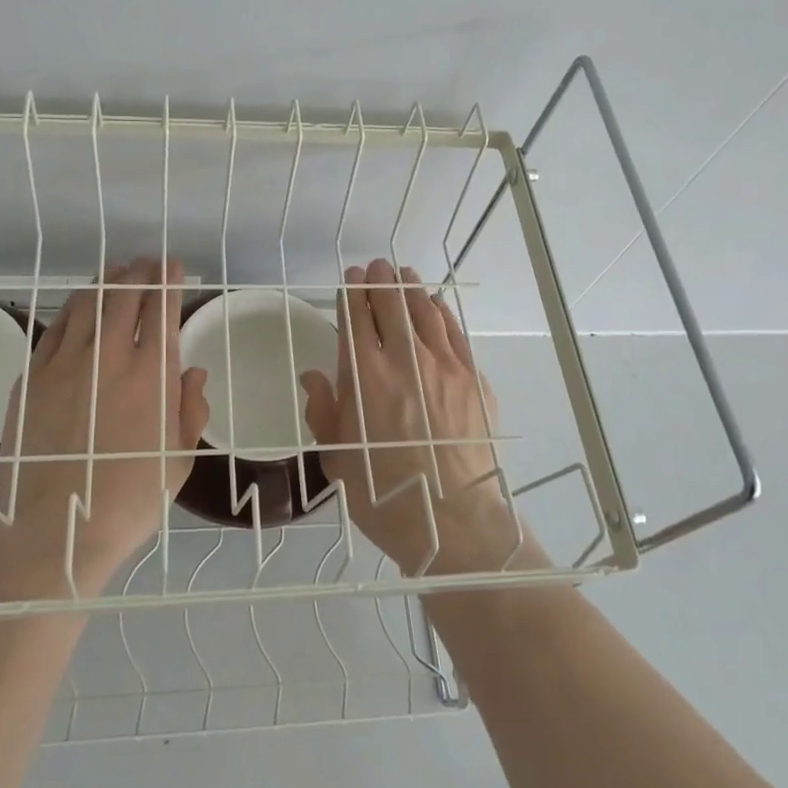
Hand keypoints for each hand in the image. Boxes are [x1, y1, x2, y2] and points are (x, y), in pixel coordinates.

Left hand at [0, 257, 206, 598]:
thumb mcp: (179, 460)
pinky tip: (79, 306)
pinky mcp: (32, 378)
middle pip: (124, 295)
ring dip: (105, 282)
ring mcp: (65, 364)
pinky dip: (72, 308)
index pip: (162, 308)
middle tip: (146, 263)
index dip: (168, 280)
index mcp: (152, 374)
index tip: (172, 266)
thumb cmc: (130, 498)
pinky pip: (55, 328)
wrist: (59, 529)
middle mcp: (108, 357)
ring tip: (114, 273)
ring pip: (87, 303)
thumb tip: (194, 373)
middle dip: (139, 272)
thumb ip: (191, 410)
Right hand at [300, 259, 529, 575]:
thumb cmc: (385, 494)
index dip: (352, 293)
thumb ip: (324, 411)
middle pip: (391, 305)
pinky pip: (454, 332)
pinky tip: (435, 304)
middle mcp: (403, 360)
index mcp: (364, 377)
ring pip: (424, 311)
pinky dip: (441, 312)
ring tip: (403, 274)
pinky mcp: (472, 378)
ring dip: (410, 288)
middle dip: (380, 280)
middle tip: (376, 267)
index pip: (355, 319)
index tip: (351, 278)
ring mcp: (443, 366)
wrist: (453, 521)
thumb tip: (314, 376)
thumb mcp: (337, 458)